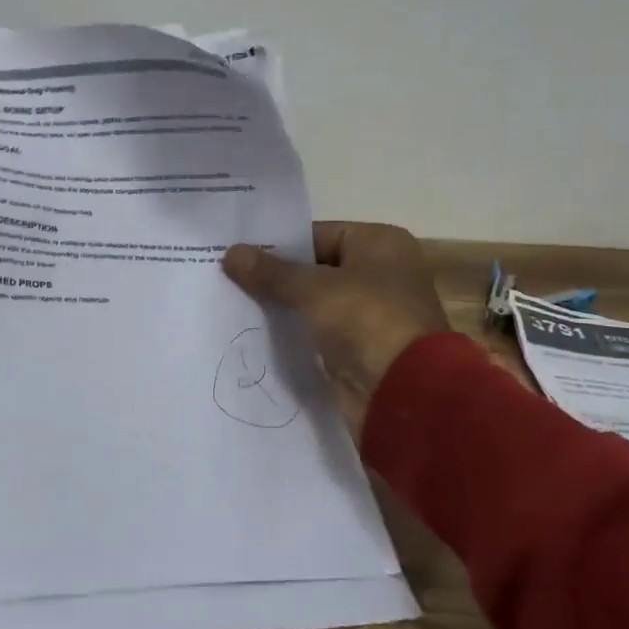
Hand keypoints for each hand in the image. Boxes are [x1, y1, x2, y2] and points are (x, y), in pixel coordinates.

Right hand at [223, 223, 450, 435]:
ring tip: (230, 303)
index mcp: (380, 244)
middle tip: (225, 276)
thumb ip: (271, 272)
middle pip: (314, 268)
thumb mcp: (313, 289)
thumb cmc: (366, 321)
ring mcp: (370, 314)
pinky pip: (316, 332)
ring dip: (280, 306)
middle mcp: (380, 273)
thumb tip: (231, 252)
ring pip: (313, 303)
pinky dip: (291, 333)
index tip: (235, 251)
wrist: (403, 393)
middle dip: (274, 276)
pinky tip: (252, 333)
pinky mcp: (357, 349)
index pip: (317, 234)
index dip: (277, 243)